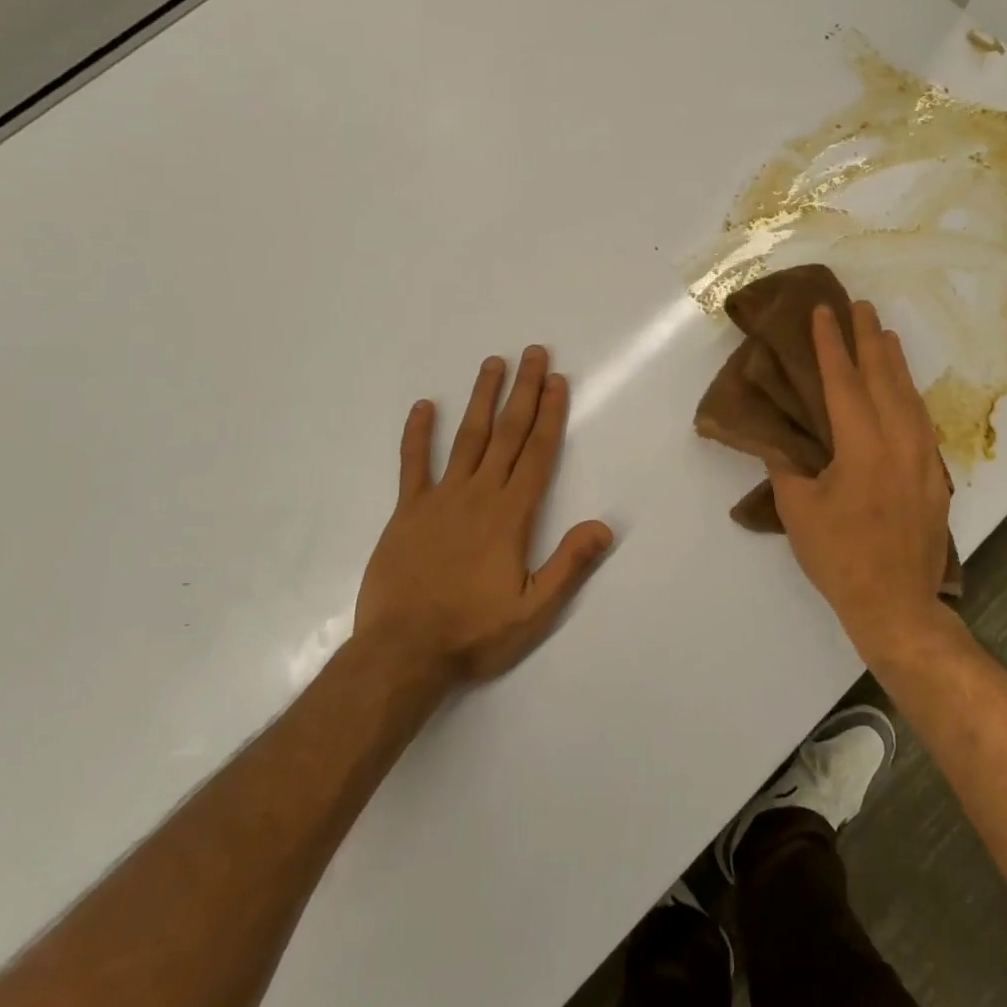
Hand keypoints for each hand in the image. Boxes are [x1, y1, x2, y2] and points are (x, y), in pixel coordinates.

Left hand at [354, 346, 613, 682]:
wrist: (402, 652)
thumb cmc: (473, 632)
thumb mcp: (533, 610)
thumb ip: (568, 564)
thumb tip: (604, 526)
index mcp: (511, 514)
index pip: (538, 452)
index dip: (550, 414)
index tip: (558, 381)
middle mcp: (479, 494)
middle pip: (508, 433)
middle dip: (524, 391)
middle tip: (534, 353)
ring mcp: (440, 498)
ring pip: (467, 437)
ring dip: (482, 398)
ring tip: (493, 363)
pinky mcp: (407, 511)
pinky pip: (413, 464)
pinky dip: (418, 434)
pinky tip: (422, 406)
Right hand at [767, 302, 949, 658]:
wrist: (896, 604)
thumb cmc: (839, 557)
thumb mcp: (798, 510)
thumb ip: (786, 466)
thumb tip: (777, 439)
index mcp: (861, 446)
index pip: (843, 382)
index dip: (831, 344)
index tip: (823, 312)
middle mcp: (898, 442)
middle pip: (884, 378)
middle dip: (870, 339)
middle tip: (861, 306)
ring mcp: (923, 458)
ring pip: (910, 396)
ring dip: (895, 362)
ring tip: (885, 334)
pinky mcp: (934, 476)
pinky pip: (922, 420)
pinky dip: (910, 395)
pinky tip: (905, 390)